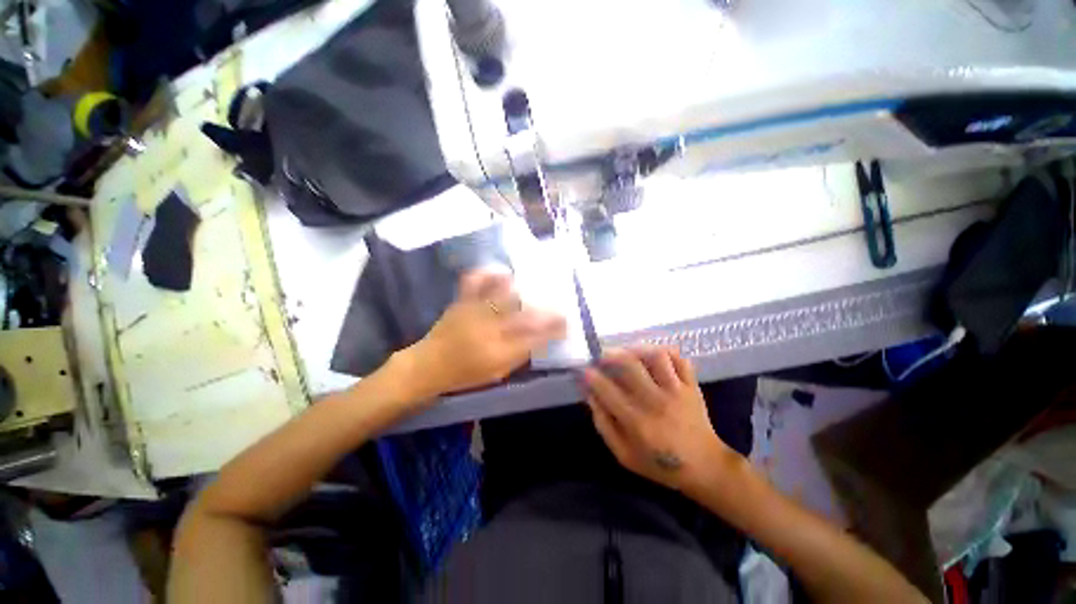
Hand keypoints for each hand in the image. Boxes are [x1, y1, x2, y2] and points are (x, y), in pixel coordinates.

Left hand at [403, 270, 566, 398]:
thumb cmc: (464, 373)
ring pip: (502, 295)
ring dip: (521, 288)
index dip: (555, 329)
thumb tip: (540, 337)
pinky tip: (501, 273)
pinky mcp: (462, 301)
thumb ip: (520, 353)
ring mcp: (474, 312)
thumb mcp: (497, 370)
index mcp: (498, 352)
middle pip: (524, 315)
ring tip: (531, 286)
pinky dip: (489, 273)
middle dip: (545, 310)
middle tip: (555, 306)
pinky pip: (474, 281)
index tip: (567, 323)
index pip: (535, 338)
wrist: (428, 365)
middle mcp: (488, 330)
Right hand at [582, 347, 738, 491]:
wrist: (705, 467)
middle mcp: (656, 401)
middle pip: (630, 365)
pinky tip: (654, 356)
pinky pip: (680, 359)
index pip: (607, 390)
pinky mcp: (692, 387)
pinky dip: (666, 352)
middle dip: (611, 355)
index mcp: (637, 422)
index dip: (592, 377)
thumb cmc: (660, 464)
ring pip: (656, 356)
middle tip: (603, 356)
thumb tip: (590, 396)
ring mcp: (677, 391)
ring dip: (637, 349)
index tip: (585, 371)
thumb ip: (604, 425)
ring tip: (628, 353)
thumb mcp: (624, 455)